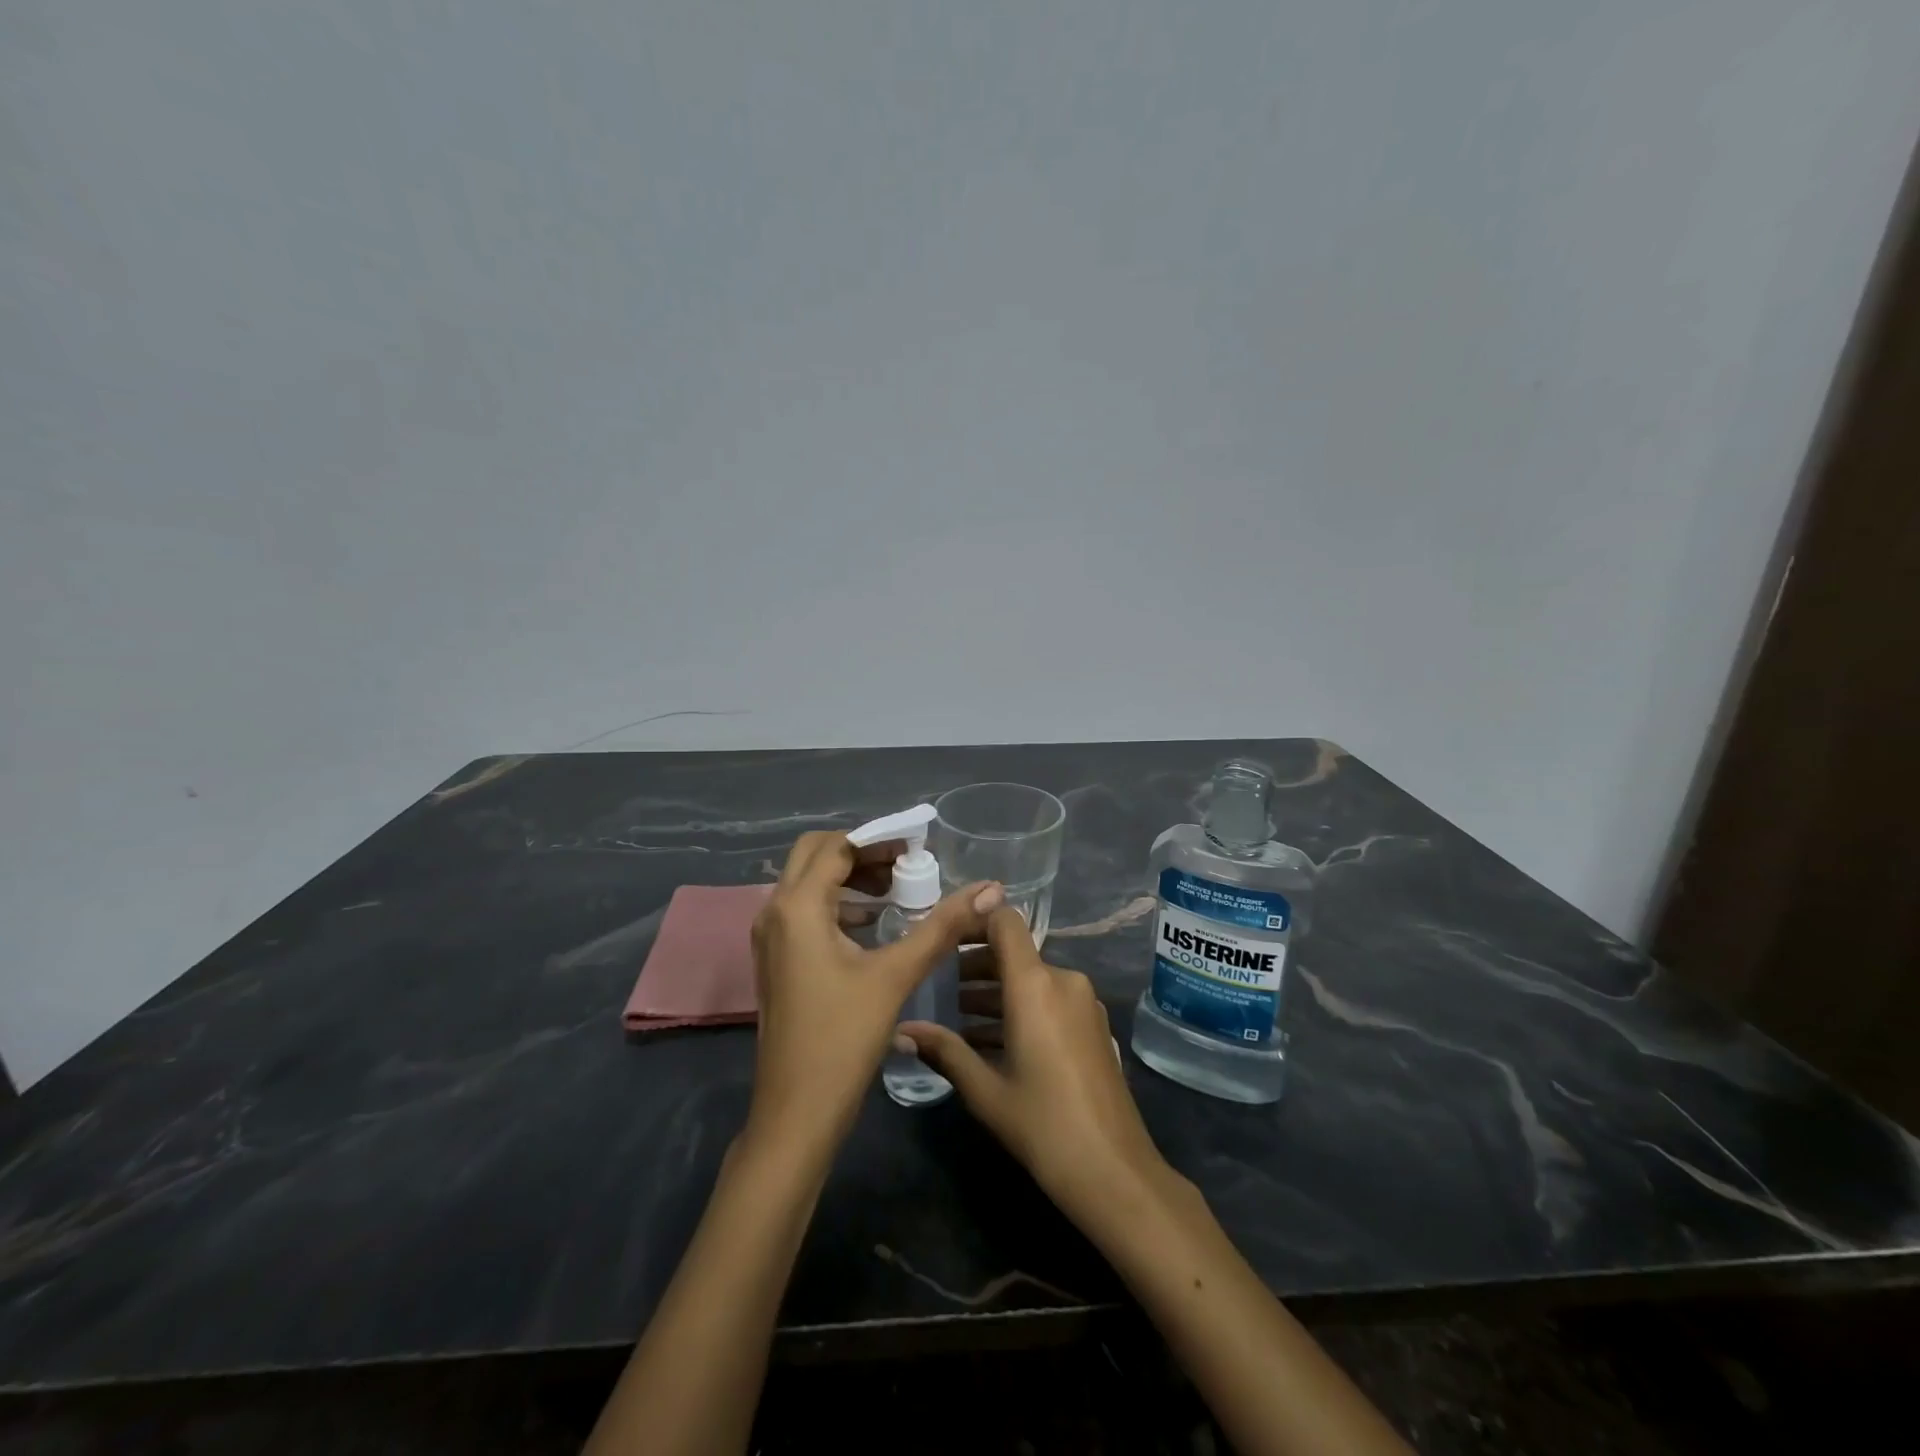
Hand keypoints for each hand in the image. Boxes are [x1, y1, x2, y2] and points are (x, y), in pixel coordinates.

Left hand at [747, 831, 1001, 1148]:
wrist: (796, 1112)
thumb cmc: (843, 1038)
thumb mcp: (896, 975)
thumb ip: (942, 926)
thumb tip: (990, 889)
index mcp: (797, 906)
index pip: (837, 846)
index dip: (879, 839)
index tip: (919, 844)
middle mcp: (774, 911)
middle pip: (816, 855)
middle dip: (861, 852)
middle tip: (906, 863)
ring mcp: (770, 937)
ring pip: (808, 883)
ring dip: (849, 878)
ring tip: (898, 891)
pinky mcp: (776, 959)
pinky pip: (805, 911)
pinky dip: (837, 904)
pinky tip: (875, 925)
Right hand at [898, 907, 1172, 1218]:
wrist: (1114, 1171)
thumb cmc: (1043, 1125)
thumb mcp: (985, 1090)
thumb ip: (944, 1051)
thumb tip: (902, 1029)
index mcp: (1035, 984)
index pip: (1005, 923)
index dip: (974, 921)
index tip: (943, 936)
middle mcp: (1063, 981)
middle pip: (1015, 953)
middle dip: (976, 965)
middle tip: (940, 985)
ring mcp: (1083, 1003)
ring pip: (1032, 979)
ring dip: (997, 991)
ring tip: (959, 1016)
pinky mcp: (1094, 1025)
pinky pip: (1050, 1000)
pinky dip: (1022, 1008)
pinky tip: (993, 1040)